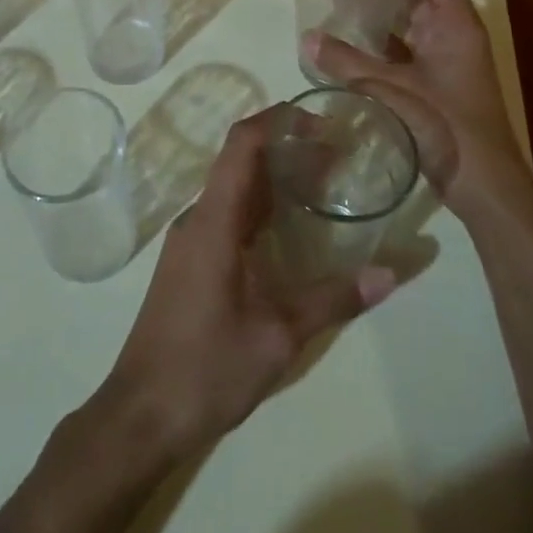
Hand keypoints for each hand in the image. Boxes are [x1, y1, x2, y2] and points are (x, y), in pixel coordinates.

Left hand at [94, 110, 396, 461]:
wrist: (142, 412)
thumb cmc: (207, 368)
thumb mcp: (277, 335)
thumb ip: (333, 299)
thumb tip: (390, 274)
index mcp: (213, 220)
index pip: (242, 144)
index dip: (279, 120)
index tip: (321, 121)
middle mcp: (198, 217)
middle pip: (241, 160)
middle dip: (287, 147)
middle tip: (338, 154)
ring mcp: (191, 238)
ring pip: (235, 187)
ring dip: (275, 176)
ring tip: (325, 182)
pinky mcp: (191, 259)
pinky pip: (229, 213)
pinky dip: (262, 205)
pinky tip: (292, 227)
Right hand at [302, 0, 528, 220]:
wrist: (484, 185)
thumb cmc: (447, 125)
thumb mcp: (392, 88)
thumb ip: (347, 62)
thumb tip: (307, 37)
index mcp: (454, 23)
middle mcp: (451, 34)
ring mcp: (443, 61)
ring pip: (407, 24)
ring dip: (375, 16)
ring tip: (336, 12)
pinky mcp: (433, 85)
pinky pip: (402, 52)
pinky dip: (378, 46)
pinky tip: (348, 50)